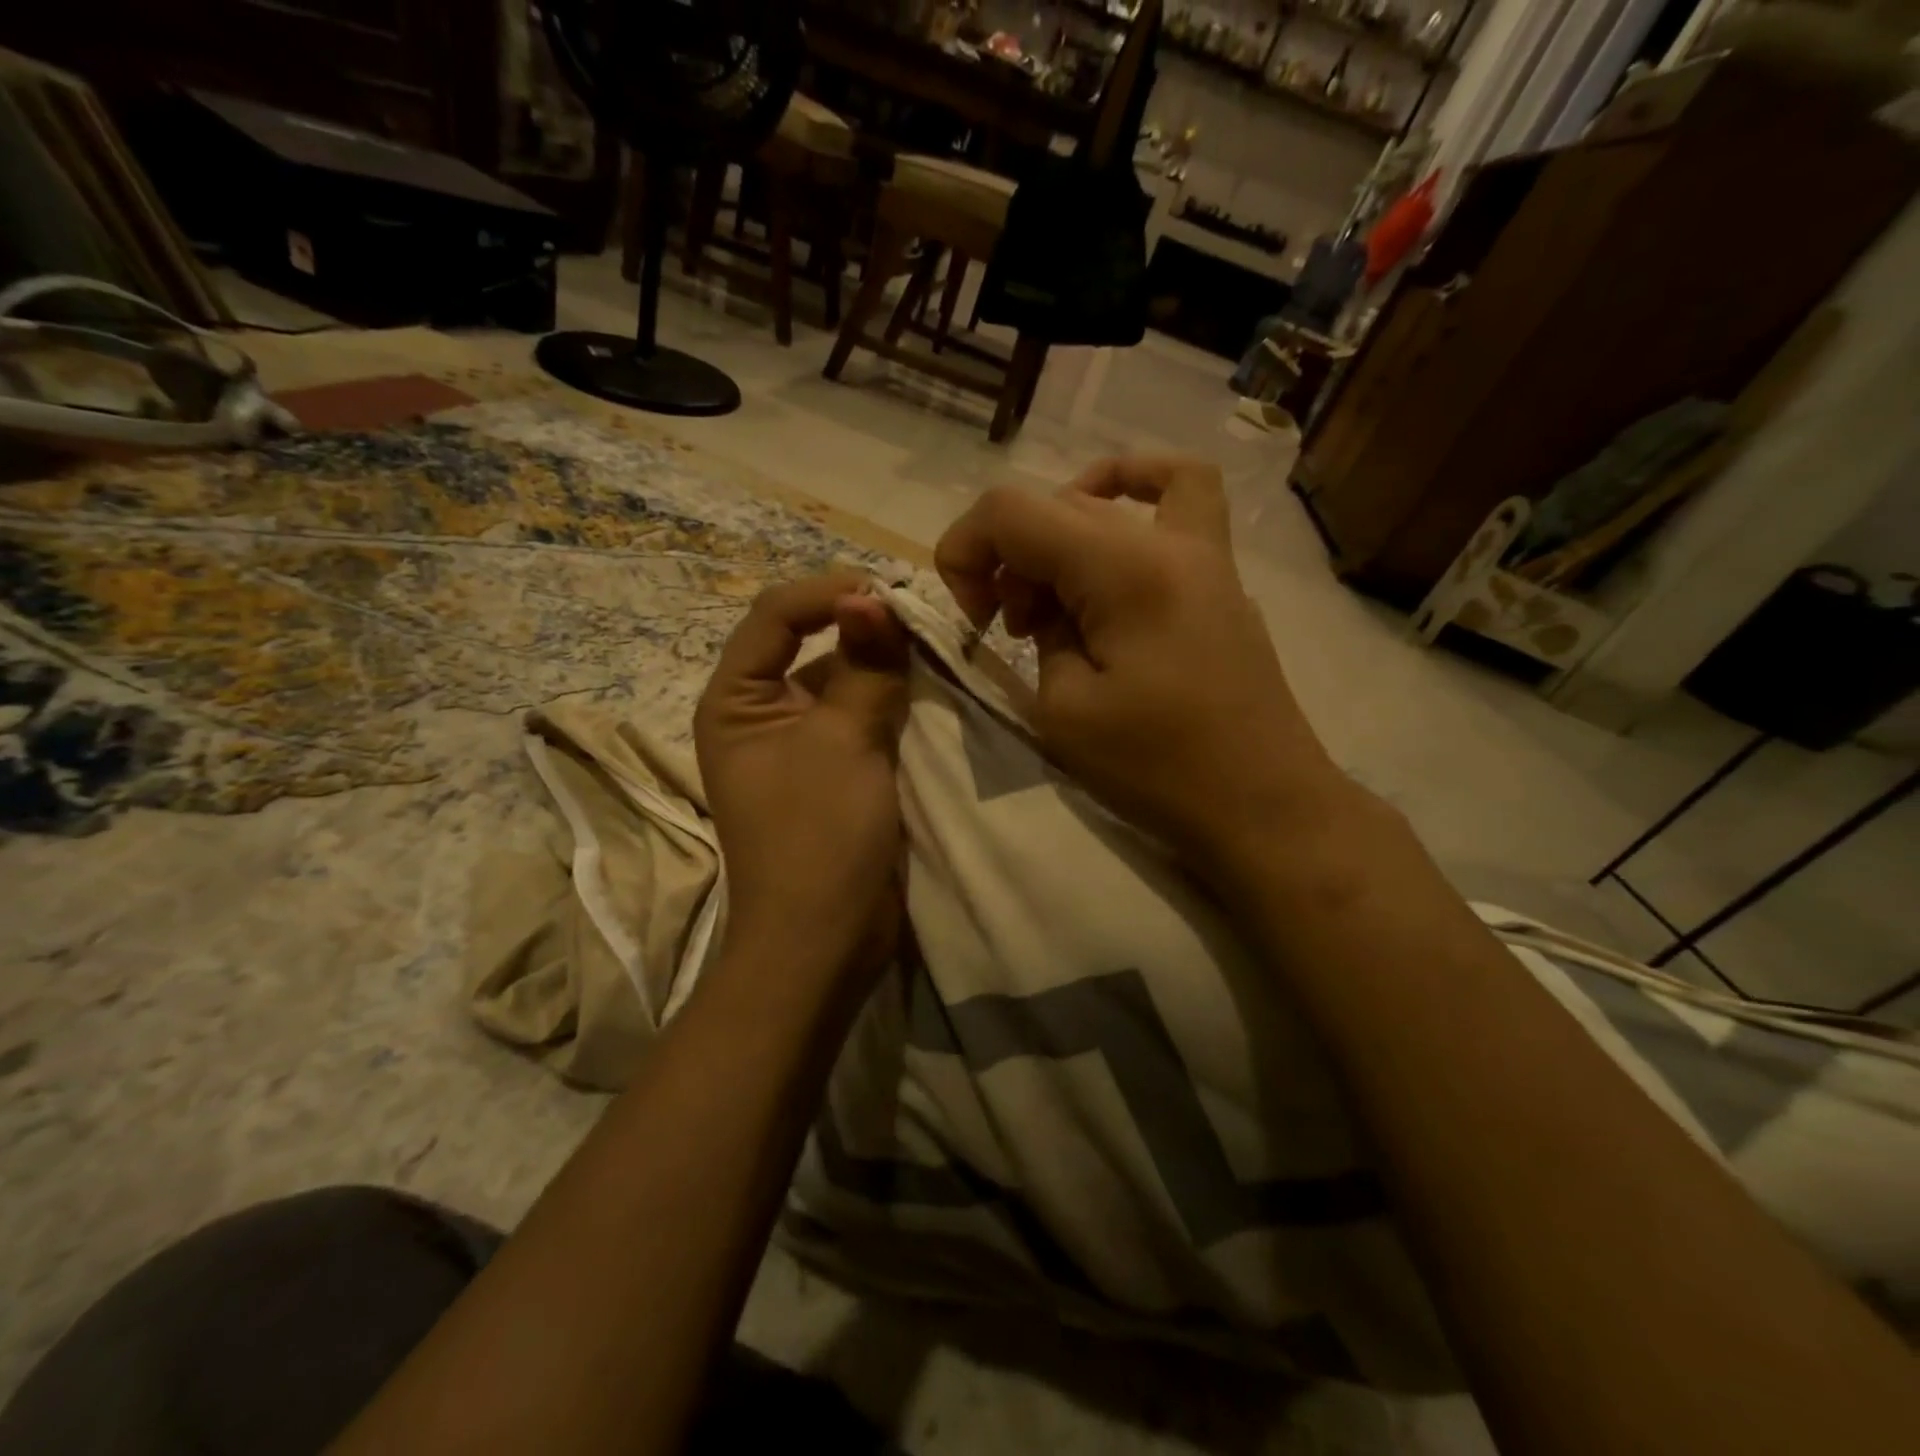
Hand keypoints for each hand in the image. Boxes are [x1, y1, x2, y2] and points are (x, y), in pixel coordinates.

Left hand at [694, 571, 910, 984]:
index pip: (774, 616)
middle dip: (860, 623)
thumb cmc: (819, 836)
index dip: (828, 593)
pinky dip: (892, 696)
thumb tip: (875, 596)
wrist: (826, 940)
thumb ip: (865, 666)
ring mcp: (800, 742)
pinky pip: (862, 713)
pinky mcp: (836, 767)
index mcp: (735, 700)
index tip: (887, 591)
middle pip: (808, 642)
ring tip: (930, 644)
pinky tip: (928, 684)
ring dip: (882, 660)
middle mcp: (761, 713)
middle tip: (918, 616)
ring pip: (842, 677)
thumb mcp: (844, 742)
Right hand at [935, 457, 1349, 871]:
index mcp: (1123, 569)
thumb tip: (1047, 609)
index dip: (964, 551)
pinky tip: (1113, 524)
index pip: (1012, 511)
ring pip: (1104, 502)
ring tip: (1054, 609)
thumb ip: (1041, 637)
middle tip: (1009, 631)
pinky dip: (1133, 493)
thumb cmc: (1160, 769)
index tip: (971, 619)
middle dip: (1007, 560)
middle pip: (1054, 505)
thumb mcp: (1065, 711)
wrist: (1262, 805)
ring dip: (1056, 542)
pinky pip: (1181, 496)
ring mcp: (1206, 551)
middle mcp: (1168, 539)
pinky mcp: (1220, 578)